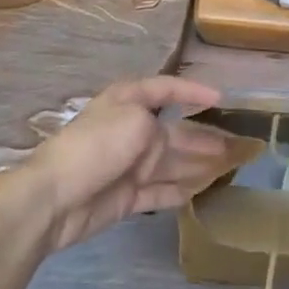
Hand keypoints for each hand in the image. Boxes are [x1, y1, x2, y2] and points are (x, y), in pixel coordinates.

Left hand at [16, 77, 231, 252]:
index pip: (166, 89)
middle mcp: (132, 129)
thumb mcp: (134, 121)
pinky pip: (160, 191)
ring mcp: (130, 165)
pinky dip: (180, 191)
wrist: (53, 199)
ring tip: (228, 167)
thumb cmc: (96, 146)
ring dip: (198, 163)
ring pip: (172, 163)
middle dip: (203, 136)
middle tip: (235, 144)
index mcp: (129, 102)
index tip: (220, 98)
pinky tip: (201, 191)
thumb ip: (159, 130)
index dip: (193, 91)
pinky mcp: (127, 197)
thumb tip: (165, 148)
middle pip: (175, 131)